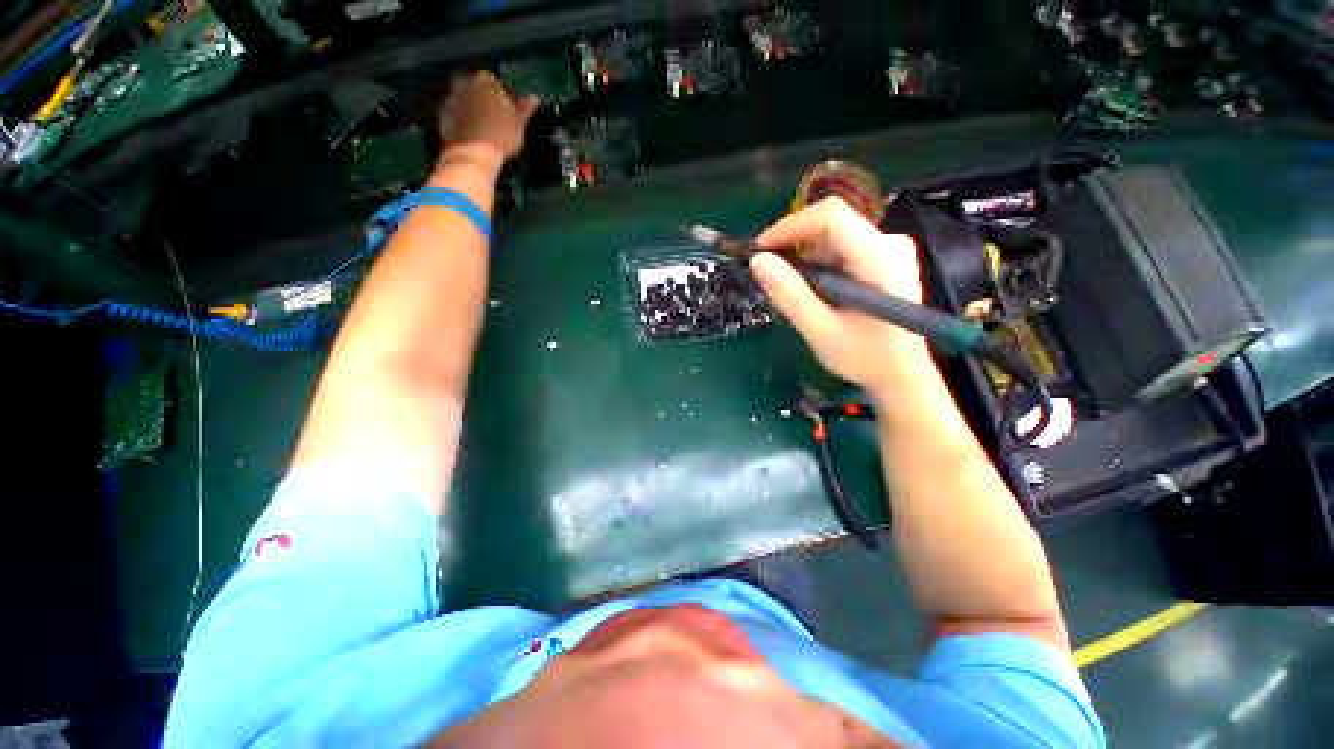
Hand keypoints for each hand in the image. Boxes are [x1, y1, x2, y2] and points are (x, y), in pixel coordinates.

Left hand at [438, 72, 540, 168]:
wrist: (473, 155)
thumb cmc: (499, 137)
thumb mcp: (519, 124)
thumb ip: (525, 107)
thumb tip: (534, 98)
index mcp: (486, 79)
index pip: (497, 82)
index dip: (504, 97)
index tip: (509, 111)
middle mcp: (465, 81)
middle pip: (478, 87)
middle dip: (485, 99)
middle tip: (496, 118)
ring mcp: (451, 96)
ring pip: (465, 98)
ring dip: (473, 107)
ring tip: (484, 127)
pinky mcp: (442, 112)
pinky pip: (455, 111)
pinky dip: (462, 117)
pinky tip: (472, 132)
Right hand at [750, 197, 931, 390]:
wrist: (904, 375)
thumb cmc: (865, 357)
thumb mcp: (821, 330)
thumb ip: (790, 295)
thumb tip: (758, 260)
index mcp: (879, 257)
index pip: (830, 216)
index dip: (790, 226)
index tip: (761, 249)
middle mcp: (889, 243)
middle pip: (831, 225)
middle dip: (794, 245)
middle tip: (771, 275)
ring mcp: (890, 250)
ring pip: (834, 238)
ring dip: (806, 259)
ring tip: (792, 290)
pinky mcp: (885, 260)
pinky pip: (843, 250)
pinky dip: (820, 266)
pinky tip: (813, 292)